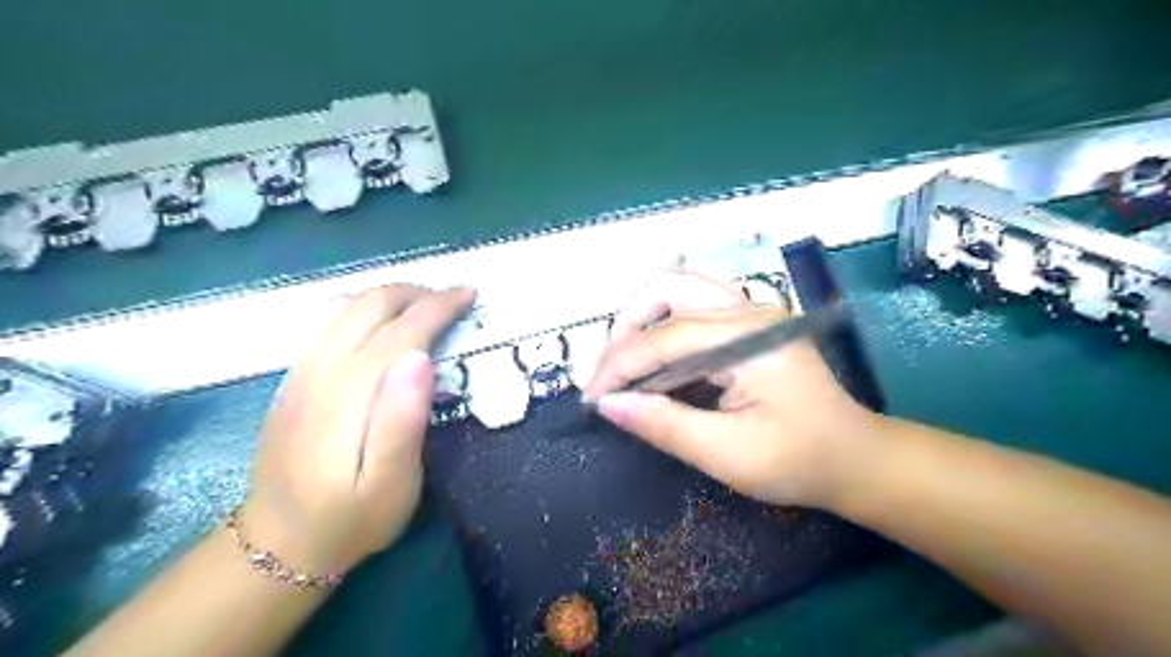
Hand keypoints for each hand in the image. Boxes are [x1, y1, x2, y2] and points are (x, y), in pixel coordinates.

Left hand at [239, 286, 475, 570]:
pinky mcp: (293, 380)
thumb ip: (403, 420)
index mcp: (349, 394)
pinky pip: (331, 324)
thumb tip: (420, 357)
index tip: (469, 295)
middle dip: (416, 292)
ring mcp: (300, 372)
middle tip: (452, 299)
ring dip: (391, 297)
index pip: (400, 330)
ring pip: (346, 308)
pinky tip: (385, 327)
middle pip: (368, 305)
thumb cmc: (351, 518)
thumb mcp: (391, 484)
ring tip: (426, 307)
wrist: (277, 545)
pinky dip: (367, 310)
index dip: (438, 307)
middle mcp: (320, 370)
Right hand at [586, 273, 878, 508]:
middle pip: (668, 288)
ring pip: (679, 288)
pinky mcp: (750, 322)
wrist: (855, 458)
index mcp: (749, 339)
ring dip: (643, 317)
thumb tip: (608, 404)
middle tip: (609, 373)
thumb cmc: (798, 460)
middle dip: (626, 326)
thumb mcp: (727, 454)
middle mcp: (749, 311)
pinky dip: (662, 322)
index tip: (591, 396)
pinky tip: (655, 355)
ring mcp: (752, 311)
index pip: (664, 338)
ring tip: (625, 360)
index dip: (620, 365)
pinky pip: (693, 304)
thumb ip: (665, 425)